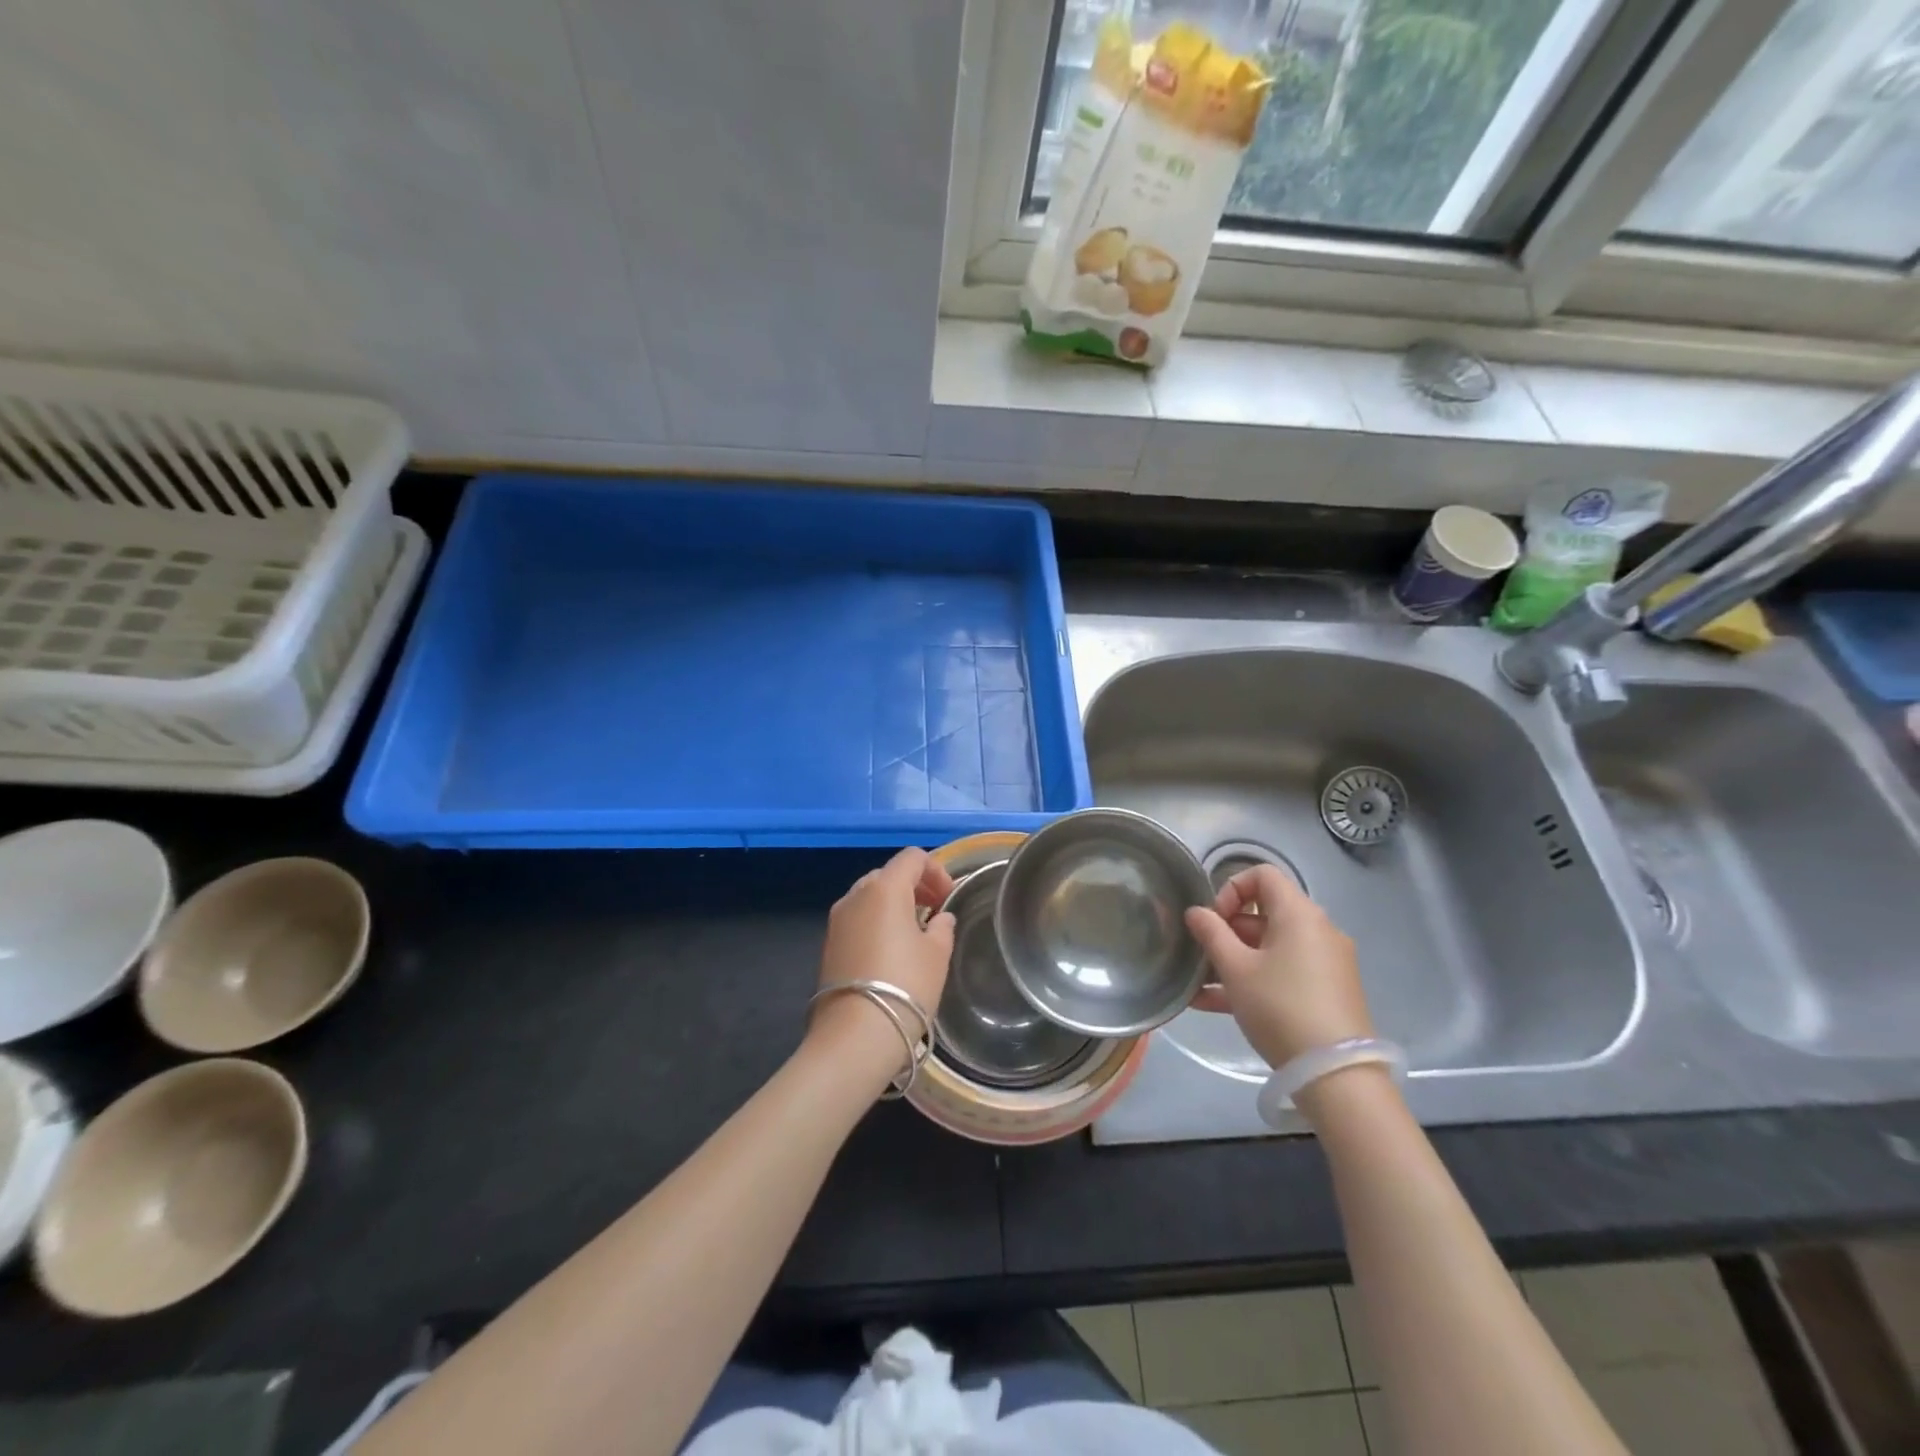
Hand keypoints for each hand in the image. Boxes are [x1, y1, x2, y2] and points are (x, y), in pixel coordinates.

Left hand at [809, 848, 956, 1079]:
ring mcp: (837, 920)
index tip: (948, 898)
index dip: (936, 870)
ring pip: (869, 896)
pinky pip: (857, 919)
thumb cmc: (906, 986)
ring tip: (913, 933)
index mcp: (884, 888)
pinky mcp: (828, 944)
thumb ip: (942, 927)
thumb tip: (939, 918)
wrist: (855, 1035)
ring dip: (893, 904)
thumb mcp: (937, 954)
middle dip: (913, 886)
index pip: (912, 857)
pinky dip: (876, 922)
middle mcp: (855, 895)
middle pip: (888, 874)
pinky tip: (890, 951)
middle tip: (933, 911)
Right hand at [1183, 865, 1372, 1068]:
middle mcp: (1318, 930)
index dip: (1231, 889)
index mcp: (1299, 914)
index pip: (1263, 875)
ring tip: (1199, 987)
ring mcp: (1325, 963)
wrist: (1336, 1075)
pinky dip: (1254, 980)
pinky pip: (1283, 973)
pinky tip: (1214, 1005)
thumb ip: (1211, 934)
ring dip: (1233, 961)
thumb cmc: (1280, 1007)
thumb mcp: (1236, 969)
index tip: (1214, 921)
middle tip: (1202, 958)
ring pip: (1270, 948)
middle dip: (1227, 932)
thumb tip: (1196, 912)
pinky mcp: (1327, 992)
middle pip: (1265, 914)